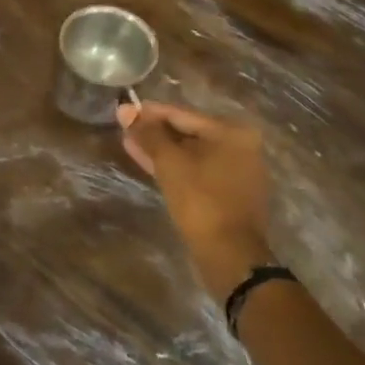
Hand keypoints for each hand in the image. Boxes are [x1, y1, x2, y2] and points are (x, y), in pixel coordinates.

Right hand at [119, 101, 272, 301]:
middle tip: (124, 128)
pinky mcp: (229, 193)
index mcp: (232, 132)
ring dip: (161, 151)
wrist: (229, 254)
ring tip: (130, 144)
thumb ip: (148, 134)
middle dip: (155, 132)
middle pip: (189, 133)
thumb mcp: (169, 163)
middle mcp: (241, 147)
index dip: (150, 113)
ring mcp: (237, 171)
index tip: (124, 109)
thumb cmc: (200, 201)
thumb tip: (126, 110)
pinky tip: (150, 164)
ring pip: (191, 154)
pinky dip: (175, 167)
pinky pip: (197, 171)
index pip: (183, 114)